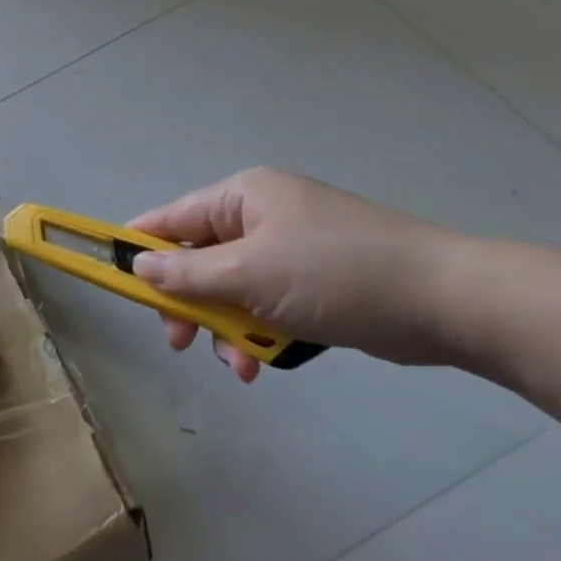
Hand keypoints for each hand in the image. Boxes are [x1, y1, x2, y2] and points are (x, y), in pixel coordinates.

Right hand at [131, 167, 461, 379]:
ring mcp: (290, 250)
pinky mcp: (315, 282)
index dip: (139, 249)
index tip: (116, 284)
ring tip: (238, 364)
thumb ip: (186, 274)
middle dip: (189, 304)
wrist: (444, 300)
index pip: (171, 218)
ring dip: (225, 328)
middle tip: (180, 341)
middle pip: (198, 259)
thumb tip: (138, 267)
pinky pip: (265, 306)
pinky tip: (262, 364)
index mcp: (243, 196)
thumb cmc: (335, 273)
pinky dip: (258, 334)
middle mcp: (262, 216)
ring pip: (231, 289)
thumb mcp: (249, 273)